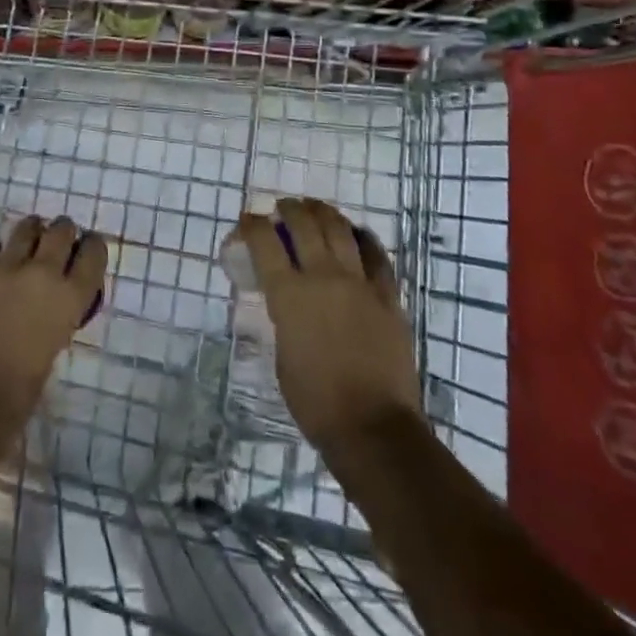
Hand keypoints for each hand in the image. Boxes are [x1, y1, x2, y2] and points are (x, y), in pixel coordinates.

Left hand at [0, 215, 108, 427]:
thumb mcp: (50, 356)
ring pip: (26, 229)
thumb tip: (47, 312)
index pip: (93, 254)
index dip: (92, 249)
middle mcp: (41, 273)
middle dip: (63, 234)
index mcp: (68, 299)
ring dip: (32, 232)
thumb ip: (54, 323)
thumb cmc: (14, 398)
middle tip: (59, 244)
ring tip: (29, 242)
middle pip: (61, 231)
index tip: (88, 250)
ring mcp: (3, 268)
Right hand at [237, 198, 422, 452]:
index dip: (252, 225)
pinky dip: (363, 238)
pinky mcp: (388, 296)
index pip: (264, 242)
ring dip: (323, 213)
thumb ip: (283, 316)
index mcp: (289, 295)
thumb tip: (286, 299)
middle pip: (304, 225)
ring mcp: (359, 283)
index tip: (248, 219)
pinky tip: (356, 233)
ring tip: (315, 208)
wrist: (373, 427)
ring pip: (339, 229)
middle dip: (289, 209)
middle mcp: (322, 278)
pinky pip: (376, 255)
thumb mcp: (282, 353)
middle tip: (283, 207)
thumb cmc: (315, 401)